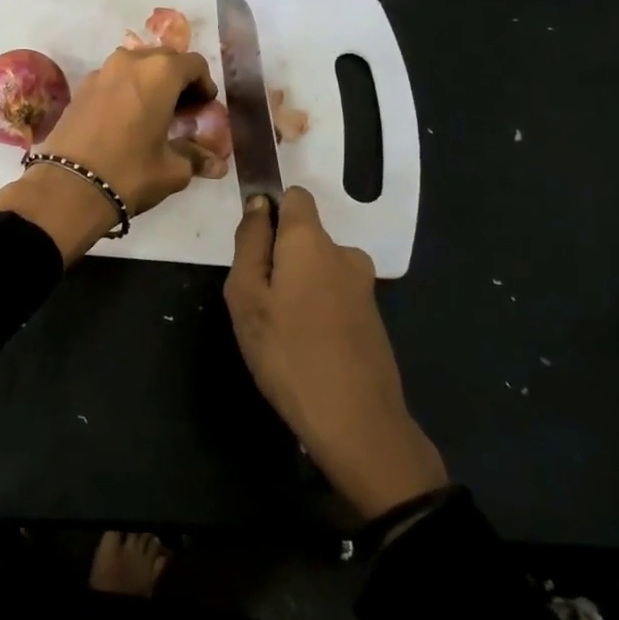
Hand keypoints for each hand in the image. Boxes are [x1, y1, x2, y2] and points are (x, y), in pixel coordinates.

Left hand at [0, 44, 215, 263]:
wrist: (69, 186)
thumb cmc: (130, 172)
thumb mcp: (172, 169)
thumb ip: (195, 157)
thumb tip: (216, 164)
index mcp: (160, 73)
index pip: (194, 64)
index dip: (205, 84)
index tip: (205, 107)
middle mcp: (130, 61)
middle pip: (164, 59)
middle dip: (177, 79)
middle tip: (183, 109)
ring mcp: (101, 71)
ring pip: (135, 66)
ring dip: (149, 82)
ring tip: (153, 113)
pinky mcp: (81, 87)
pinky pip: (113, 79)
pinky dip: (125, 90)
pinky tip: (126, 118)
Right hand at [224, 188, 447, 519]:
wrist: (356, 423)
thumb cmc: (288, 353)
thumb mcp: (246, 296)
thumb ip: (250, 243)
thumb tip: (259, 204)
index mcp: (312, 241)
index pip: (295, 196)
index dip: (269, 210)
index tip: (251, 246)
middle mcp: (344, 253)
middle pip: (303, 236)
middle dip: (277, 257)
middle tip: (257, 302)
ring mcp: (363, 287)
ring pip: (316, 269)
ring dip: (296, 287)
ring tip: (278, 331)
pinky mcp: (371, 318)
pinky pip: (332, 296)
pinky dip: (315, 310)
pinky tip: (303, 347)